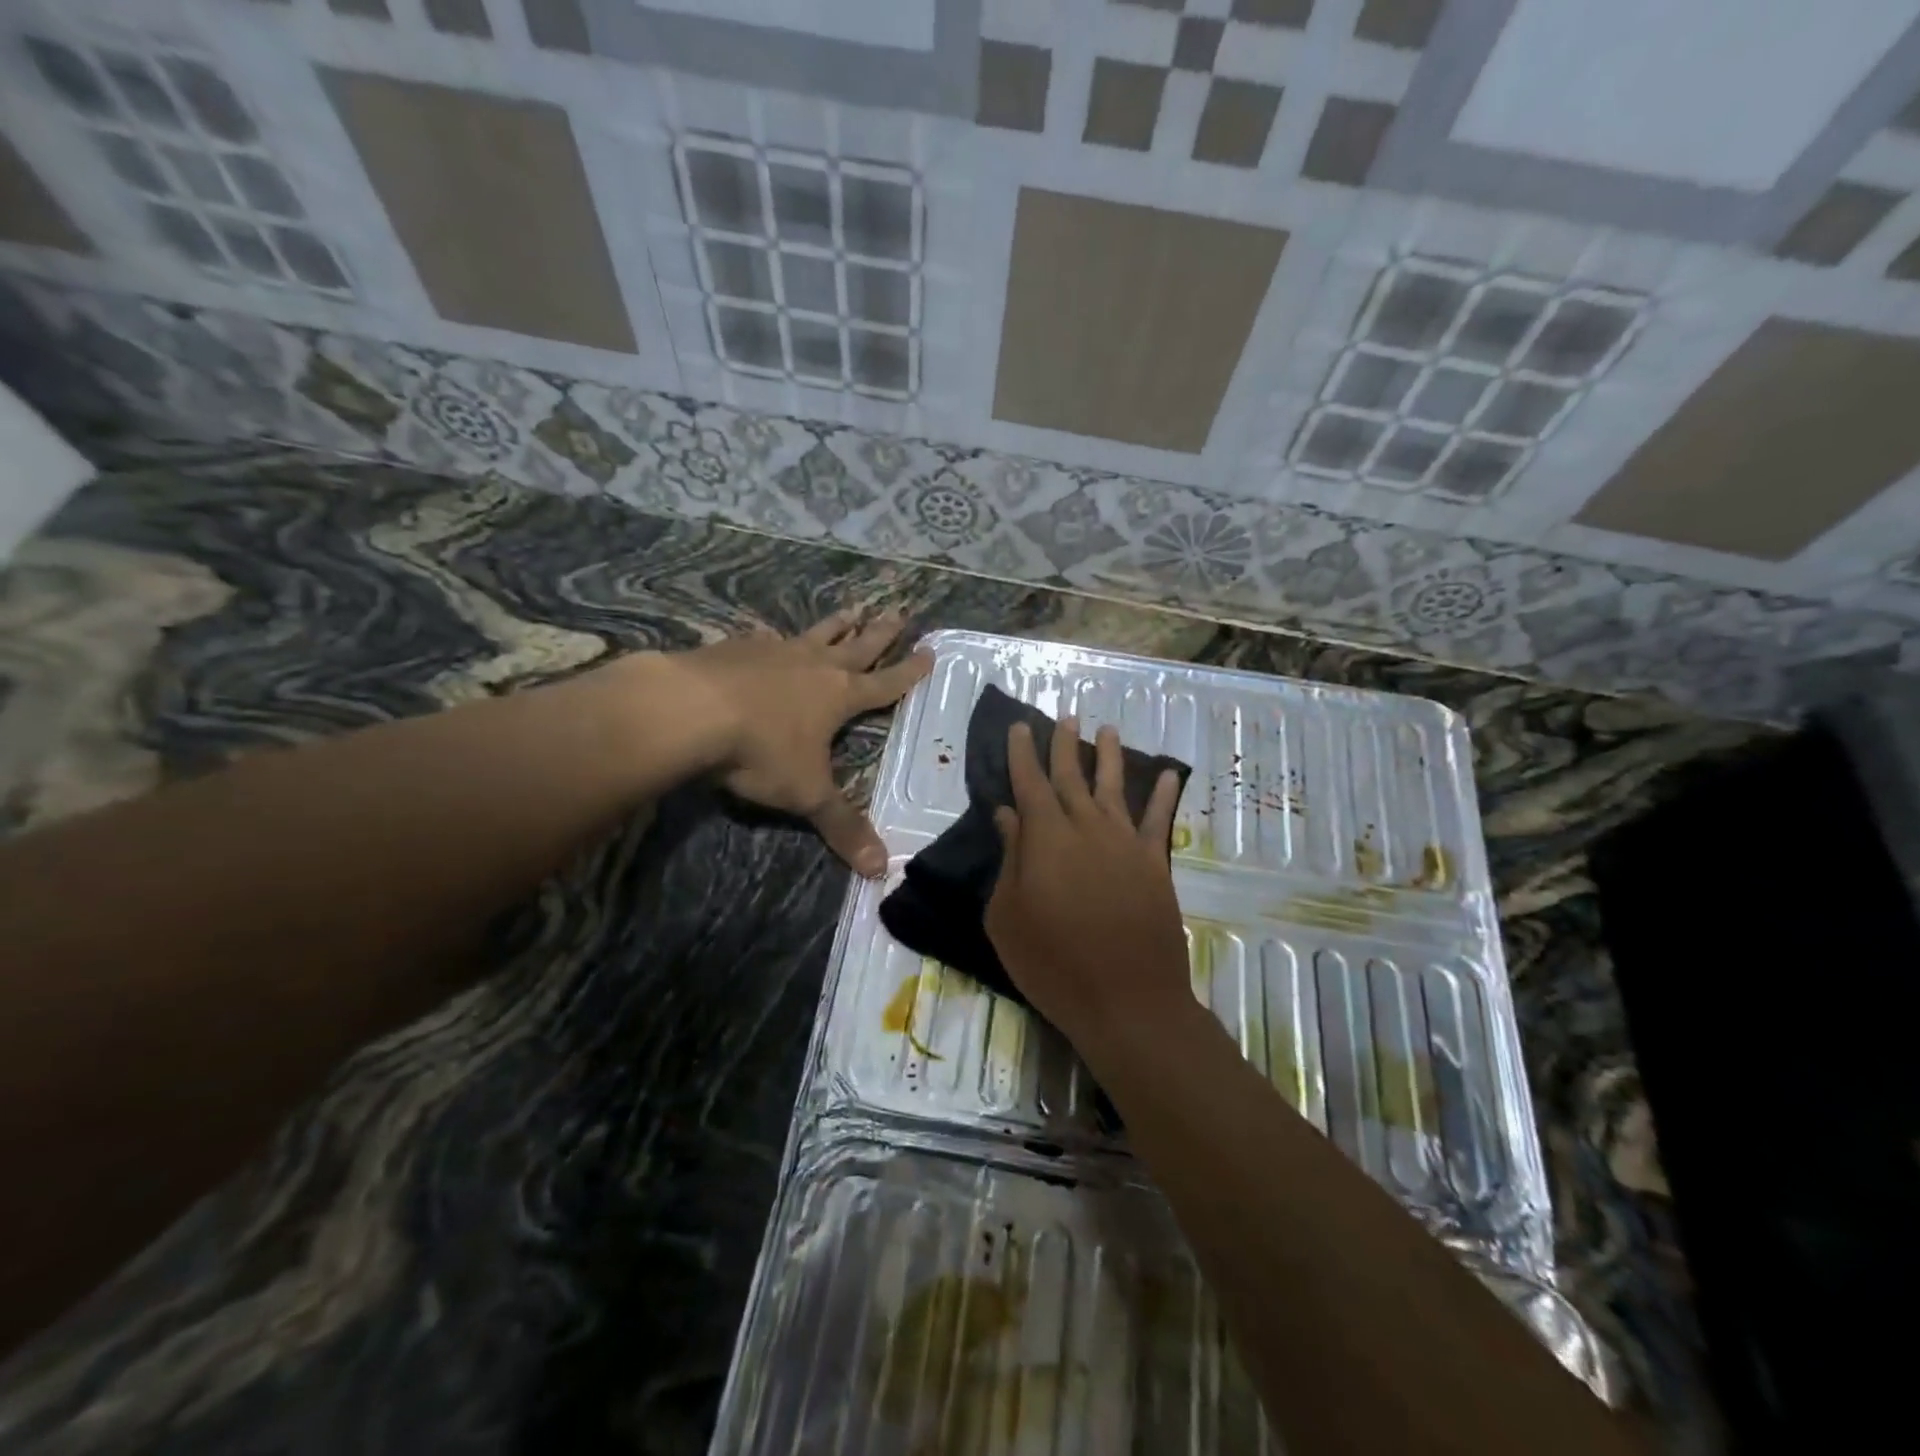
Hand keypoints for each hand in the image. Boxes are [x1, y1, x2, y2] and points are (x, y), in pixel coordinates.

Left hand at [677, 610, 931, 875]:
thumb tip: (880, 870)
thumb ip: (842, 827)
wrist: (689, 710)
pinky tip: (768, 632)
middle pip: (857, 646)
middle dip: (881, 633)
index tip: (930, 650)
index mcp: (839, 696)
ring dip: (837, 624)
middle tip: (900, 611)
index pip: (886, 683)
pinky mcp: (737, 647)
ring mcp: (774, 652)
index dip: (910, 671)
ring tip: (853, 607)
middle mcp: (813, 666)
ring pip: (815, 634)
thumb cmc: (760, 751)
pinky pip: (764, 638)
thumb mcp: (807, 794)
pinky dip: (774, 636)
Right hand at [984, 716, 1191, 1051]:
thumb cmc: (1051, 962)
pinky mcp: (1154, 863)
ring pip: (1114, 788)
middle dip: (1064, 745)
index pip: (1030, 783)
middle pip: (1072, 776)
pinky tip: (1168, 774)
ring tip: (1107, 730)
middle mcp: (1086, 828)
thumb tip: (1009, 814)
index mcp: (1045, 837)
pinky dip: (1164, 795)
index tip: (1021, 727)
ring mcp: (1125, 843)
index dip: (1024, 754)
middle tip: (1063, 717)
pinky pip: (1159, 820)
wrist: (1125, 999)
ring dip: (1109, 757)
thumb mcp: (1007, 915)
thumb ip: (1010, 859)